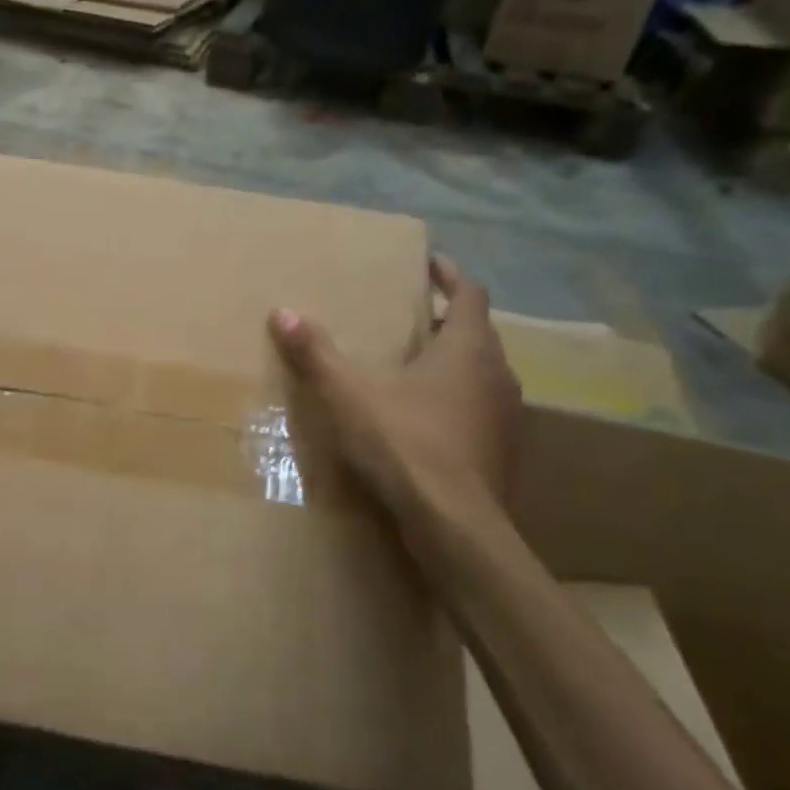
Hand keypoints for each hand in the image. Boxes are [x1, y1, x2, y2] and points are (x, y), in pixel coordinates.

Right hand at [268, 257, 521, 524]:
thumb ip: (316, 353)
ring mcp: (506, 416)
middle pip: (478, 333)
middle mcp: (497, 375)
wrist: (455, 526)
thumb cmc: (405, 445)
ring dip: (453, 362)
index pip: (470, 294)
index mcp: (468, 349)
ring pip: (481, 373)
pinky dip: (455, 400)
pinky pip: (479, 409)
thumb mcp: (349, 394)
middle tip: (411, 316)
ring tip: (414, 365)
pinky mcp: (501, 451)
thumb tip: (283, 312)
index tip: (429, 263)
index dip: (450, 274)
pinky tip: (423, 418)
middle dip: (447, 319)